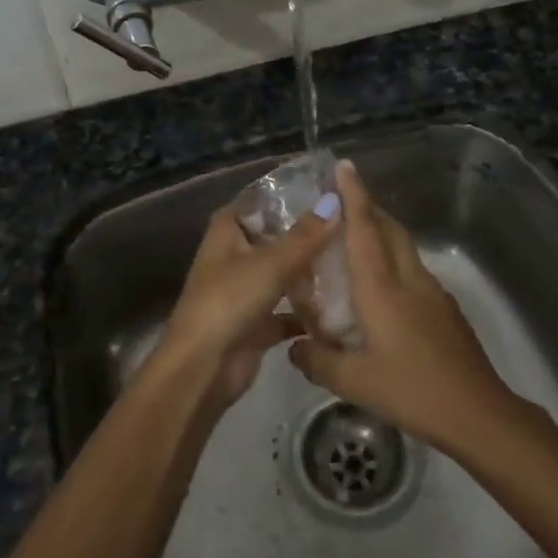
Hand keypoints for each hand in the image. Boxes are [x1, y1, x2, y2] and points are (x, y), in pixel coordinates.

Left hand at [151, 193, 341, 410]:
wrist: (202, 368)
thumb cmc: (229, 301)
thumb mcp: (270, 263)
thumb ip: (306, 236)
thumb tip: (337, 201)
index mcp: (228, 229)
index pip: (262, 199)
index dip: (293, 193)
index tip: (334, 189)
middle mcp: (235, 254)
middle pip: (278, 236)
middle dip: (311, 234)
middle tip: (355, 226)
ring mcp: (246, 288)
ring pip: (285, 272)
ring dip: (312, 271)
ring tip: (355, 260)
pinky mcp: (258, 321)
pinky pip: (289, 308)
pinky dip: (309, 309)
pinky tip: (342, 305)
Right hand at [289, 161, 517, 448]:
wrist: (479, 413)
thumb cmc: (412, 390)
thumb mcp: (354, 382)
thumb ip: (318, 361)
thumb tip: (294, 349)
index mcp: (382, 288)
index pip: (364, 229)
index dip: (353, 195)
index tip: (343, 166)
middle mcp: (408, 279)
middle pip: (390, 228)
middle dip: (368, 207)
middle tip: (343, 202)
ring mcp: (433, 293)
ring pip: (404, 248)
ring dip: (382, 233)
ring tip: (356, 242)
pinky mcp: (446, 310)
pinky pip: (413, 270)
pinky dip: (394, 261)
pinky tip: (383, 290)